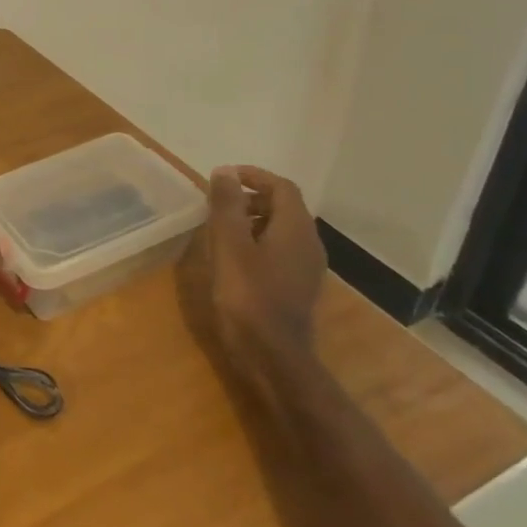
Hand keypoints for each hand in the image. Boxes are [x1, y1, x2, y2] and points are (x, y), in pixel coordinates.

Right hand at [178, 166, 325, 351]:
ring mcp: (307, 267)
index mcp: (296, 228)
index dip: (253, 176)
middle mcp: (309, 243)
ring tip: (219, 231)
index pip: (281, 187)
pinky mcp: (297, 287)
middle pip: (284, 207)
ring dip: (252, 222)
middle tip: (217, 205)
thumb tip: (224, 171)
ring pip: (281, 230)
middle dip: (250, 199)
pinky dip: (257, 243)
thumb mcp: (229, 246)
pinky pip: (280, 251)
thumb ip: (227, 206)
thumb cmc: (248, 296)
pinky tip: (233, 260)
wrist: (273, 355)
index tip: (223, 178)